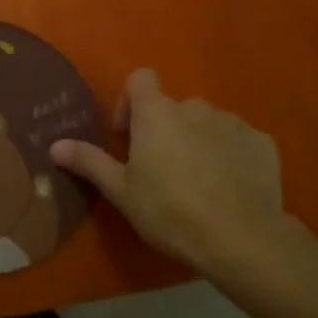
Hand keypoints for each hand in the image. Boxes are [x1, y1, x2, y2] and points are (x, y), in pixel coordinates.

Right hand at [51, 69, 317, 281]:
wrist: (242, 238)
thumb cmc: (170, 211)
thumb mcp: (122, 192)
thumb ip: (89, 162)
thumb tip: (55, 145)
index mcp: (156, 113)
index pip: (141, 78)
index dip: (131, 101)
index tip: (128, 135)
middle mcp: (194, 107)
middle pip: (173, 108)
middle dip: (165, 130)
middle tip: (161, 170)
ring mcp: (232, 122)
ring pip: (206, 124)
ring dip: (197, 141)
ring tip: (198, 182)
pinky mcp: (262, 143)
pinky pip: (238, 141)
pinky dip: (230, 155)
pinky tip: (230, 187)